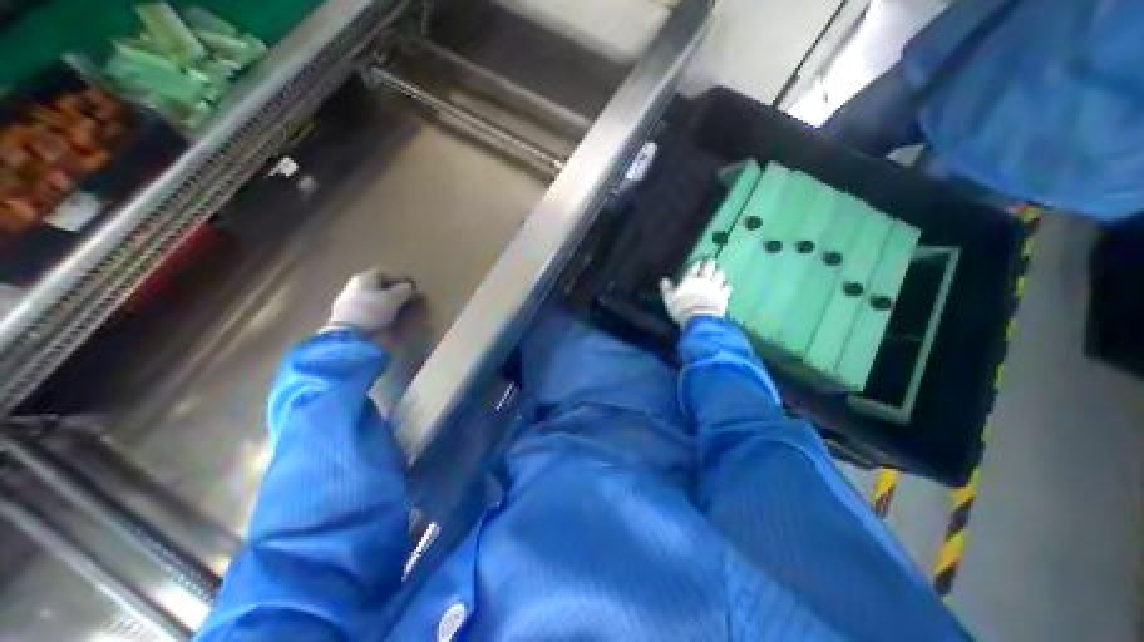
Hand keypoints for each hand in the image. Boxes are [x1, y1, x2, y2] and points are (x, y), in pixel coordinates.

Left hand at [324, 268, 419, 332]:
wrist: (348, 334)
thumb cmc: (373, 310)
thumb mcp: (394, 299)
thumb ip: (403, 290)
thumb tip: (407, 287)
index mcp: (364, 277)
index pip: (385, 273)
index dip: (399, 279)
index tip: (411, 287)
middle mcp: (353, 285)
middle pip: (376, 285)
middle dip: (391, 290)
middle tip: (404, 298)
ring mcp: (346, 300)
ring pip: (370, 296)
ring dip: (382, 300)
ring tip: (394, 309)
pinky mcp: (344, 314)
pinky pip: (365, 307)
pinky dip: (375, 309)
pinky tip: (381, 316)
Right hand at [663, 259, 732, 326]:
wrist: (699, 319)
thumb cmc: (681, 308)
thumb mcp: (669, 300)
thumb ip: (667, 289)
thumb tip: (664, 280)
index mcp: (690, 278)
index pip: (695, 266)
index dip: (697, 263)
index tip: (697, 263)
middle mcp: (704, 279)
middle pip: (710, 266)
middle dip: (710, 263)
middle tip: (709, 264)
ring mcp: (716, 286)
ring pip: (720, 273)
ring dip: (718, 272)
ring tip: (717, 273)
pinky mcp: (724, 295)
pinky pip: (727, 286)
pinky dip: (726, 284)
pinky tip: (725, 286)